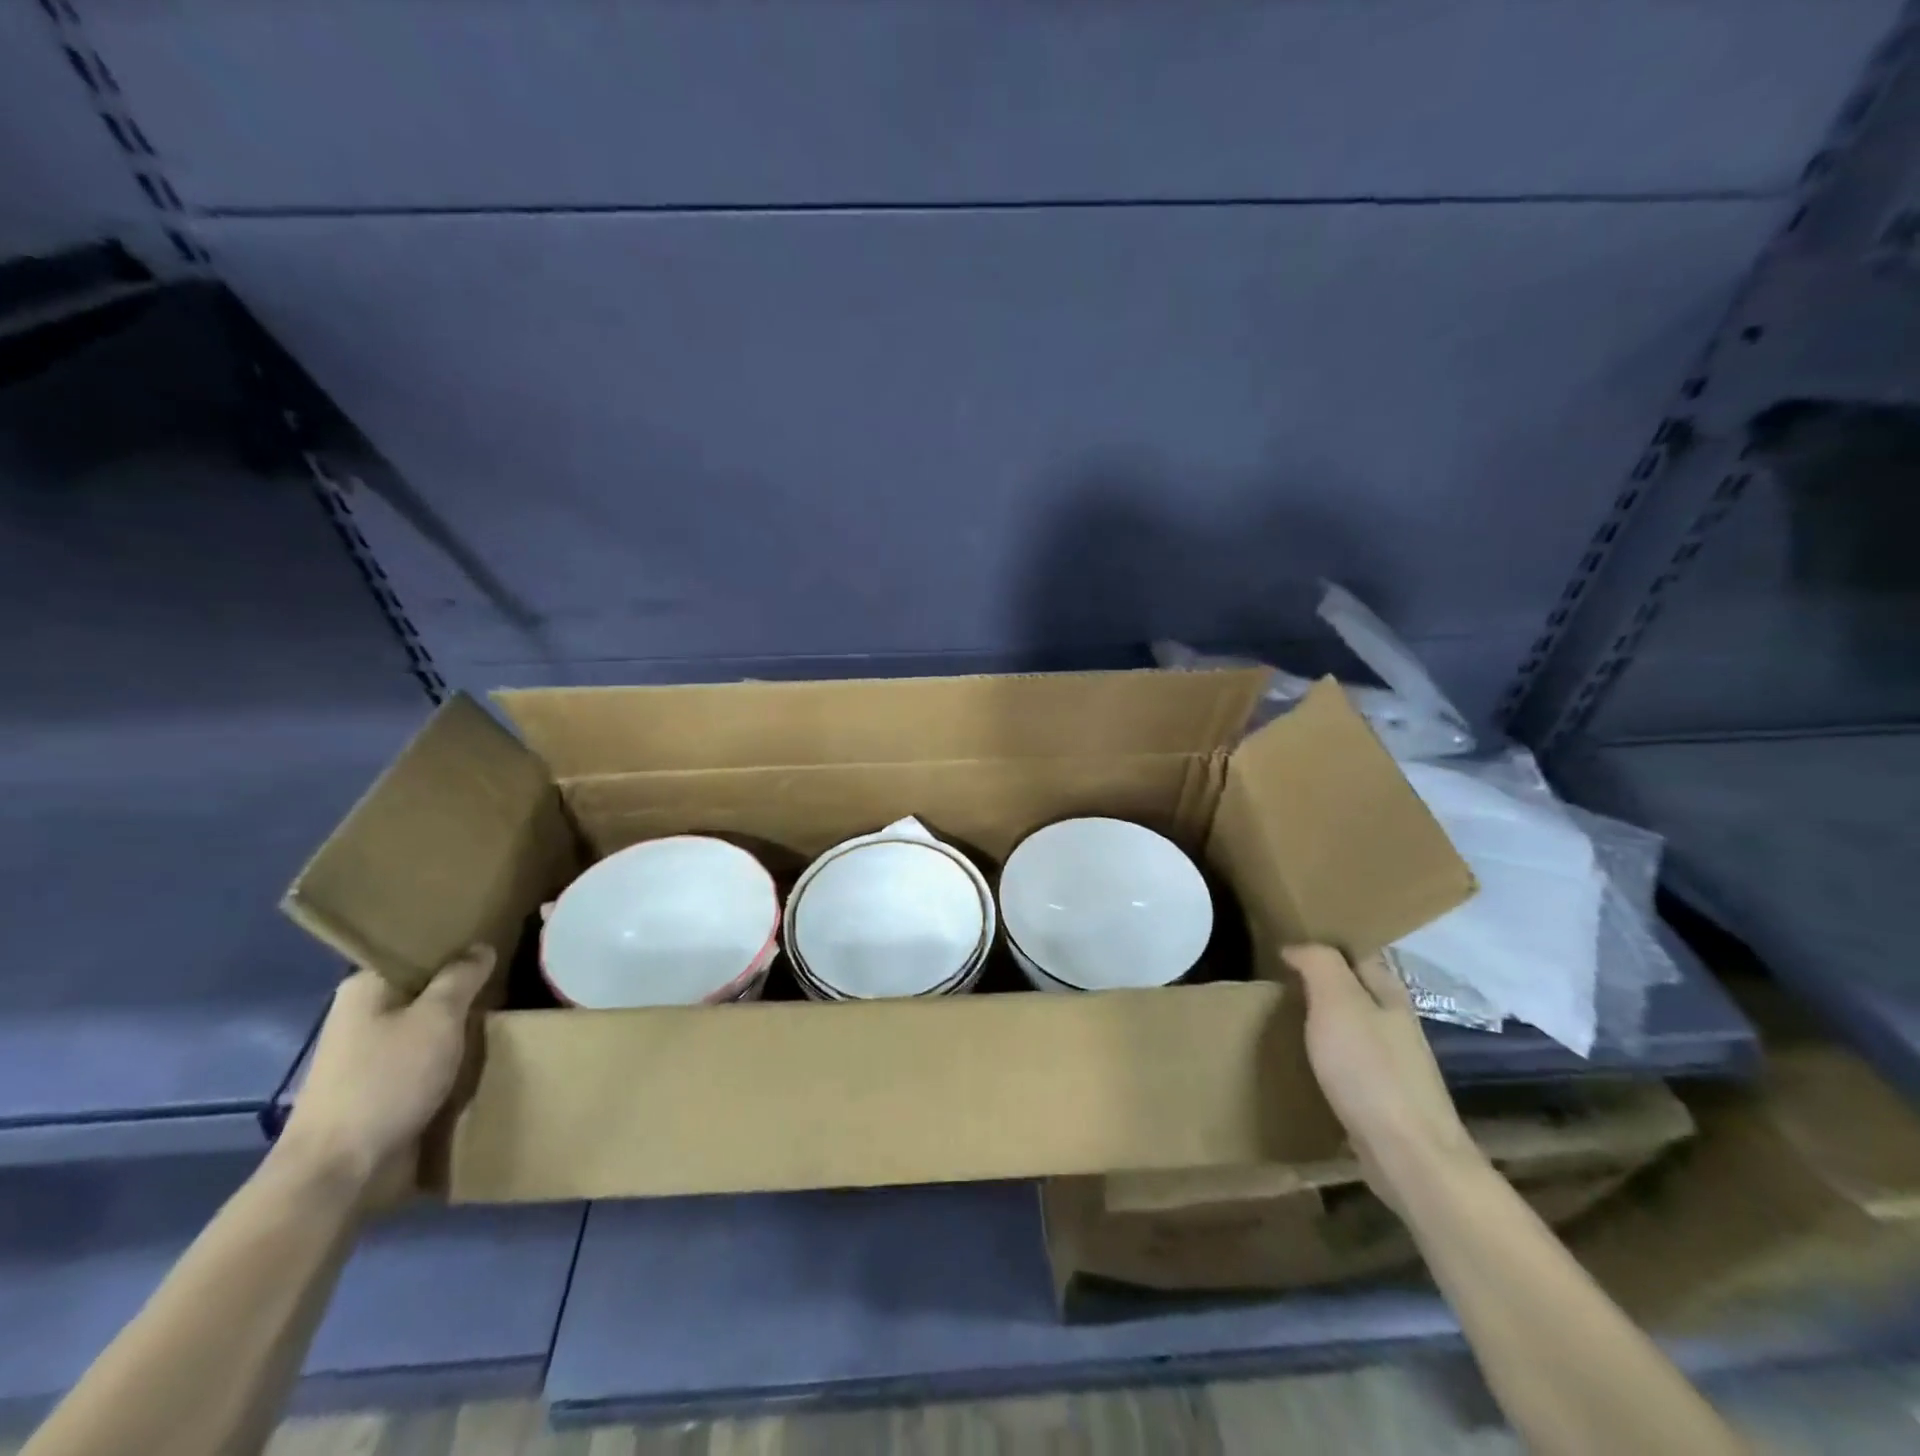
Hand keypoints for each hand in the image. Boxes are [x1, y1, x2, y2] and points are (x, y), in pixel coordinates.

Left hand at [277, 946, 494, 1200]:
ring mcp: (371, 1055)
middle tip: (516, 976)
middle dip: (467, 988)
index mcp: (367, 987)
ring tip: (510, 1015)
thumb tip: (480, 947)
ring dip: (464, 1027)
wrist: (340, 1171)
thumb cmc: (387, 1080)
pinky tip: (488, 1054)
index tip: (500, 941)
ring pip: (431, 1026)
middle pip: (427, 989)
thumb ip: (462, 977)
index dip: (459, 944)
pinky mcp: (383, 1088)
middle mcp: (364, 1015)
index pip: (419, 950)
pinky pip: (428, 1060)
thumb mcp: (438, 1017)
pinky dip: (454, 1058)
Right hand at [1284, 944, 1478, 1211]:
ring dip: (1325, 1019)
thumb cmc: (1369, 1070)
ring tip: (1284, 1017)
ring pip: (1354, 1026)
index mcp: (1389, 993)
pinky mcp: (1385, 1098)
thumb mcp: (1337, 1002)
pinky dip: (1328, 1055)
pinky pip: (1351, 1062)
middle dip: (1323, 981)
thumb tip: (1296, 946)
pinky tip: (1307, 1062)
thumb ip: (1319, 964)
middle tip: (1278, 979)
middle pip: (1357, 989)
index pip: (1357, 952)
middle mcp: (1396, 1022)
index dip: (1325, 944)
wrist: (1409, 1156)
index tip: (1287, 945)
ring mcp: (1395, 1063)